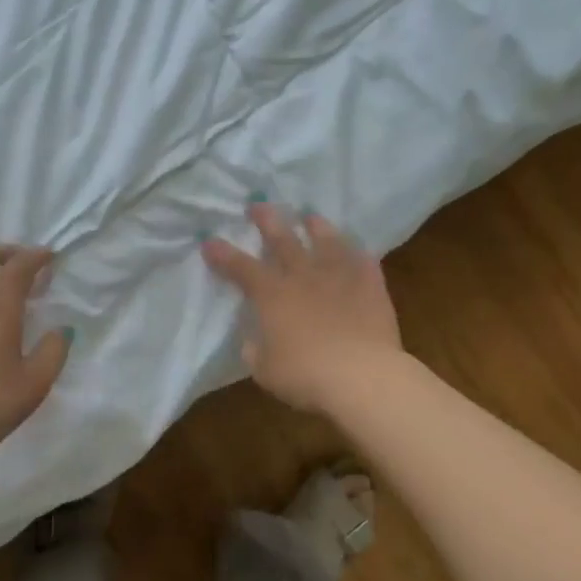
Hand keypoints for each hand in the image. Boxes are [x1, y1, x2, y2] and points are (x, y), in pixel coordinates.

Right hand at [201, 204, 402, 412]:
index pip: (240, 268)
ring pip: (326, 242)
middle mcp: (302, 276)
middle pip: (282, 240)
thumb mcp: (265, 369)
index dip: (223, 254)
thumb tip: (256, 341)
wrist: (361, 376)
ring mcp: (339, 277)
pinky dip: (358, 255)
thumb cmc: (304, 375)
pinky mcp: (371, 287)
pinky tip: (357, 250)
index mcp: (271, 295)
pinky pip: (364, 263)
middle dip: (267, 221)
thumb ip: (257, 350)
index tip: (209, 241)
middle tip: (258, 205)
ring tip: (310, 216)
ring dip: (316, 227)